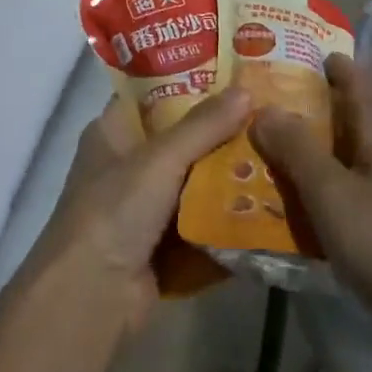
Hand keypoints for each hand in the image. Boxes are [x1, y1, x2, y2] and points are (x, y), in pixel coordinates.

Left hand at [22, 88, 251, 333]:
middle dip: (222, 133)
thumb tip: (247, 90)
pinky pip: (202, 223)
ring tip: (280, 155)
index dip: (190, 81)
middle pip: (181, 140)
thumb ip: (203, 126)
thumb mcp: (158, 159)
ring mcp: (145, 209)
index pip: (154, 95)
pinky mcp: (163, 246)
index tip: (237, 74)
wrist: (91, 297)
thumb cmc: (114, 211)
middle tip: (271, 116)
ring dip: (230, 177)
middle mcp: (127, 166)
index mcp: (112, 133)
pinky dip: (228, 217)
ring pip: (196, 183)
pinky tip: (270, 205)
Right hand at [251, 54, 371, 333]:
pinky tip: (297, 197)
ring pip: (349, 151)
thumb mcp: (331, 194)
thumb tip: (264, 107)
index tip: (280, 55)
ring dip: (312, 146)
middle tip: (257, 103)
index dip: (322, 62)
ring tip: (264, 146)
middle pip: (349, 113)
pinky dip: (325, 181)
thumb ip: (296, 149)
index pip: (353, 77)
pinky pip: (354, 184)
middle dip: (307, 105)